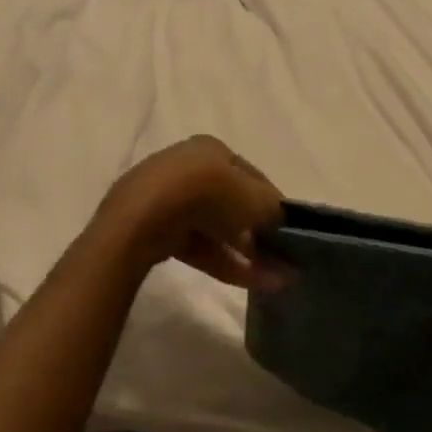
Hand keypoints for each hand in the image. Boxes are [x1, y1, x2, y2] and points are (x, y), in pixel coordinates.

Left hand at [99, 136, 284, 289]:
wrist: (142, 220)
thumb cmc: (208, 195)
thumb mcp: (256, 199)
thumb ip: (275, 210)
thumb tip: (284, 222)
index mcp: (210, 149)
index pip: (251, 175)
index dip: (273, 202)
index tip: (288, 228)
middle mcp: (187, 167)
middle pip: (232, 203)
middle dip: (258, 233)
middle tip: (281, 257)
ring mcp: (166, 199)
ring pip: (215, 228)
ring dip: (245, 253)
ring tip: (272, 279)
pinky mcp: (152, 230)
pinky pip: (196, 246)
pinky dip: (222, 262)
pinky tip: (247, 282)